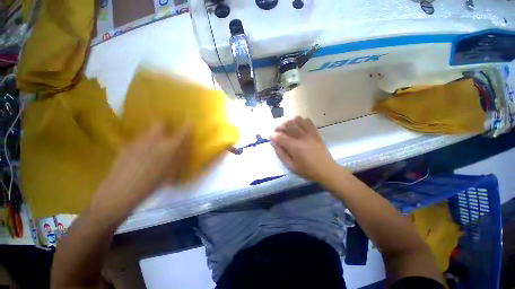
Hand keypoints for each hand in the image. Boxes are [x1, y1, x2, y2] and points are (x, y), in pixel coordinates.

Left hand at [90, 122, 191, 221]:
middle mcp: (154, 140)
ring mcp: (138, 142)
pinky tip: (139, 153)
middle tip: (166, 131)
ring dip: (152, 133)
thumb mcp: (171, 172)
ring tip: (152, 144)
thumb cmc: (152, 184)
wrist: (121, 192)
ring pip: (147, 130)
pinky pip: (136, 140)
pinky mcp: (125, 146)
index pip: (183, 132)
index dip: (187, 125)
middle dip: (164, 124)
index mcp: (169, 147)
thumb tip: (185, 149)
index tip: (189, 121)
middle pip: (159, 122)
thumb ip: (179, 158)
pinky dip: (140, 143)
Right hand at [270, 116, 344, 183]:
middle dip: (279, 125)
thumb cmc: (307, 170)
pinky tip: (297, 124)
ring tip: (285, 125)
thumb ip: (280, 153)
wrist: (326, 170)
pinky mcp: (315, 133)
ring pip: (297, 120)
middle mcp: (302, 137)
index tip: (270, 135)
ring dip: (289, 121)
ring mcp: (310, 134)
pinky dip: (300, 120)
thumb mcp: (290, 165)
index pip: (280, 136)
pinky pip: (307, 121)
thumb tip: (273, 142)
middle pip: (288, 125)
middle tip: (276, 130)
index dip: (273, 135)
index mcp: (294, 147)